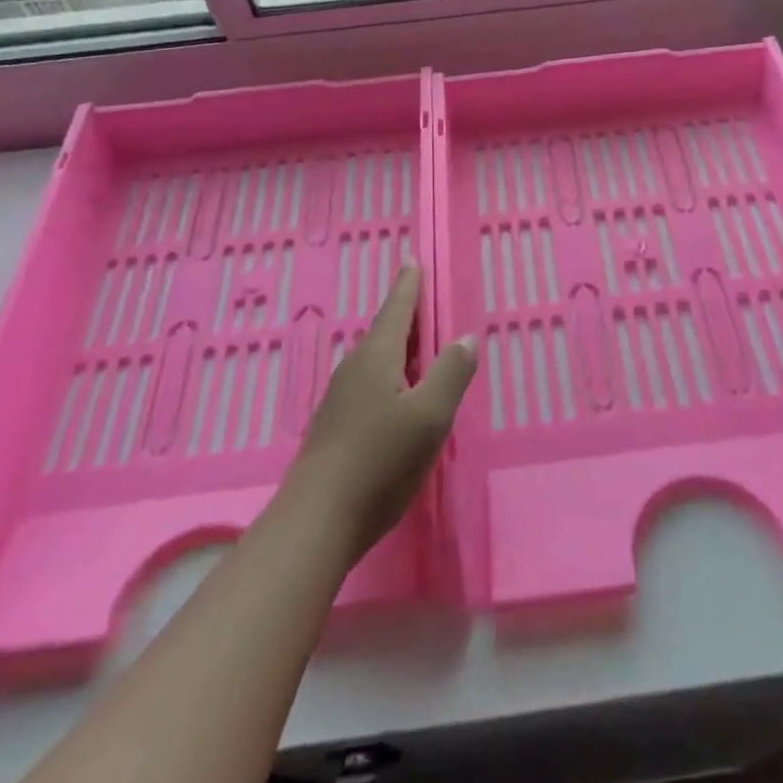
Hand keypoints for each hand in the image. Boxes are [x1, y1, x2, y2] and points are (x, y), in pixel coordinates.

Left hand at [285, 266, 476, 562]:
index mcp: (376, 358)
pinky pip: (369, 385)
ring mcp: (340, 400)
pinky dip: (389, 376)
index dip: (408, 286)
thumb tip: (466, 338)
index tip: (411, 261)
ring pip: (375, 361)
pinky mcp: (335, 428)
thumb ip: (451, 373)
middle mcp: (354, 370)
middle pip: (383, 332)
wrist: (316, 521)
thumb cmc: (379, 461)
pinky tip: (398, 397)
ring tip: (417, 346)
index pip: (396, 309)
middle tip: (421, 299)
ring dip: (397, 348)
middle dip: (403, 315)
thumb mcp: (429, 417)